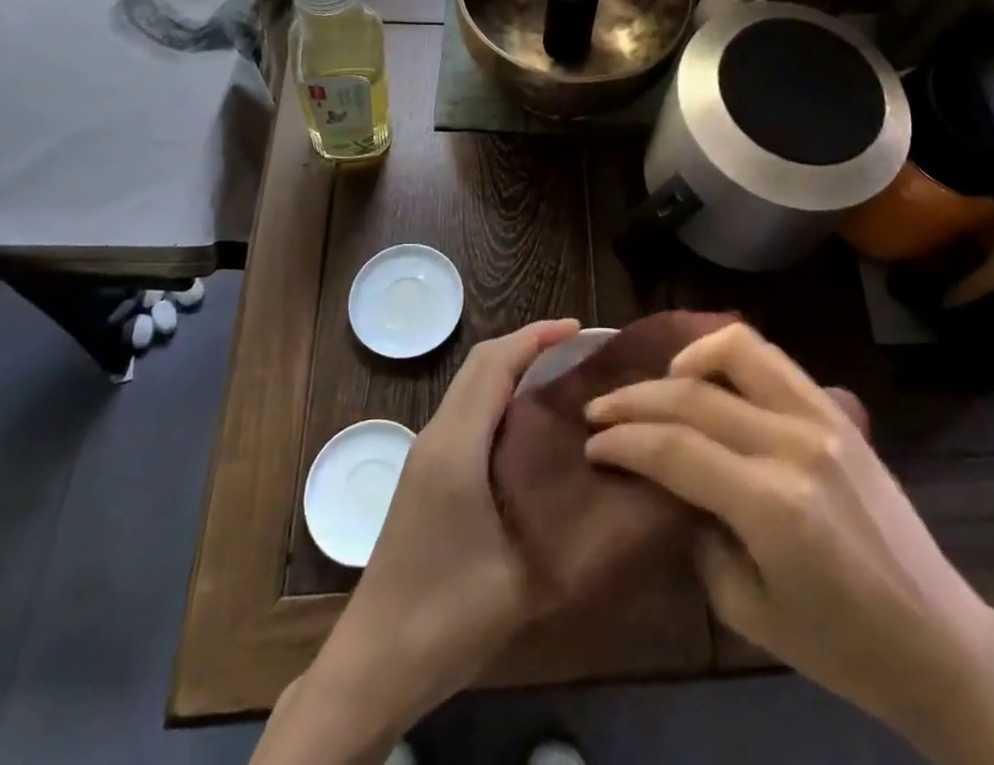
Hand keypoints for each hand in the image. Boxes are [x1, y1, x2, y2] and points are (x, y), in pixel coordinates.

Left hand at [260, 319, 579, 762]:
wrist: (375, 663)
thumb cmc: (450, 615)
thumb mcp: (525, 575)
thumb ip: (570, 524)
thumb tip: (618, 484)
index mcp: (457, 446)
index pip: (495, 364)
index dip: (537, 337)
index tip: (581, 329)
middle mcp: (437, 436)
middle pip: (481, 363)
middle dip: (529, 344)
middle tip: (580, 350)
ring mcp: (426, 453)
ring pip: (471, 385)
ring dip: (513, 367)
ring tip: (562, 376)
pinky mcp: (425, 472)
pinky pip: (466, 410)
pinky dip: (499, 394)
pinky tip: (529, 422)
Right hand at [584, 323, 993, 764]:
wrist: (937, 639)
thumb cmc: (841, 646)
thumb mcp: (748, 611)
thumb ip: (698, 535)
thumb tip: (666, 484)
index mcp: (773, 506)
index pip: (676, 450)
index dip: (625, 441)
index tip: (593, 445)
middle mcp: (796, 445)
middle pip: (695, 397)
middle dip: (636, 400)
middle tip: (600, 411)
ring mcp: (823, 419)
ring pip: (738, 351)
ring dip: (686, 357)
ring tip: (658, 382)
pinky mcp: (838, 411)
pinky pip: (774, 360)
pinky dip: (730, 354)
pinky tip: (709, 374)